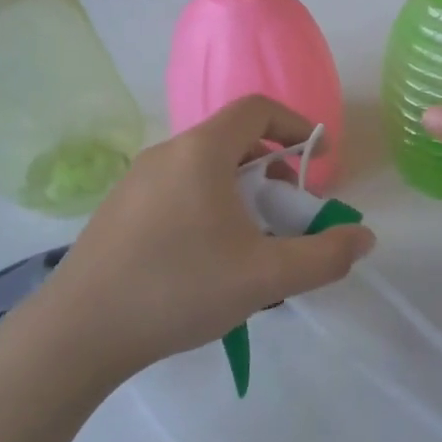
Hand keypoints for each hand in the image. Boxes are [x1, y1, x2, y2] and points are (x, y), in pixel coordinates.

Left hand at [44, 95, 375, 375]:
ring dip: (240, 191)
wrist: (77, 333)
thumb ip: (323, 257)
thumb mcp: (265, 277)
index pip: (257, 108)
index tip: (318, 159)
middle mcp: (167, 152)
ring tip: (251, 242)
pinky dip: (208, 206)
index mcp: (201, 151)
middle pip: (233, 140)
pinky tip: (207, 260)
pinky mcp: (119, 211)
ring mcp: (136, 181)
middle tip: (287, 211)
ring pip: (204, 169)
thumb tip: (364, 238)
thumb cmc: (179, 288)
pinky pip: (178, 191)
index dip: (296, 124)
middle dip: (273, 168)